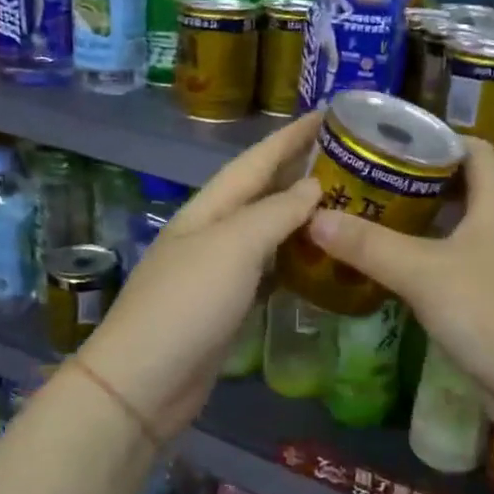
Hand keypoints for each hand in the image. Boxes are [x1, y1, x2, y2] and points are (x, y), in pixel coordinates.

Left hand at [79, 113, 322, 437]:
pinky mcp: (227, 305)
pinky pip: (268, 268)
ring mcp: (218, 270)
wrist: (143, 381)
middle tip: (349, 156)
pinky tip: (317, 258)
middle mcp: (213, 231)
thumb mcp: (233, 247)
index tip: (332, 112)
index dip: (292, 135)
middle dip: (299, 168)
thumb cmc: (187, 304)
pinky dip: (294, 257)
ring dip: (301, 213)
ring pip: (267, 230)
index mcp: (209, 208)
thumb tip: (313, 187)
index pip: (257, 160)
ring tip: (345, 201)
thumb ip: (275, 213)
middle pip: (262, 191)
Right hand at [305, 138, 493, 425]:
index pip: (474, 148)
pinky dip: (426, 254)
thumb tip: (313, 217)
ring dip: (420, 218)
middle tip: (368, 176)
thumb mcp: (424, 273)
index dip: (435, 137)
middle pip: (463, 184)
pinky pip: (456, 260)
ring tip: (371, 213)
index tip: (389, 140)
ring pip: (458, 225)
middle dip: (417, 177)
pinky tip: (393, 264)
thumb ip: (369, 245)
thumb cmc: (491, 313)